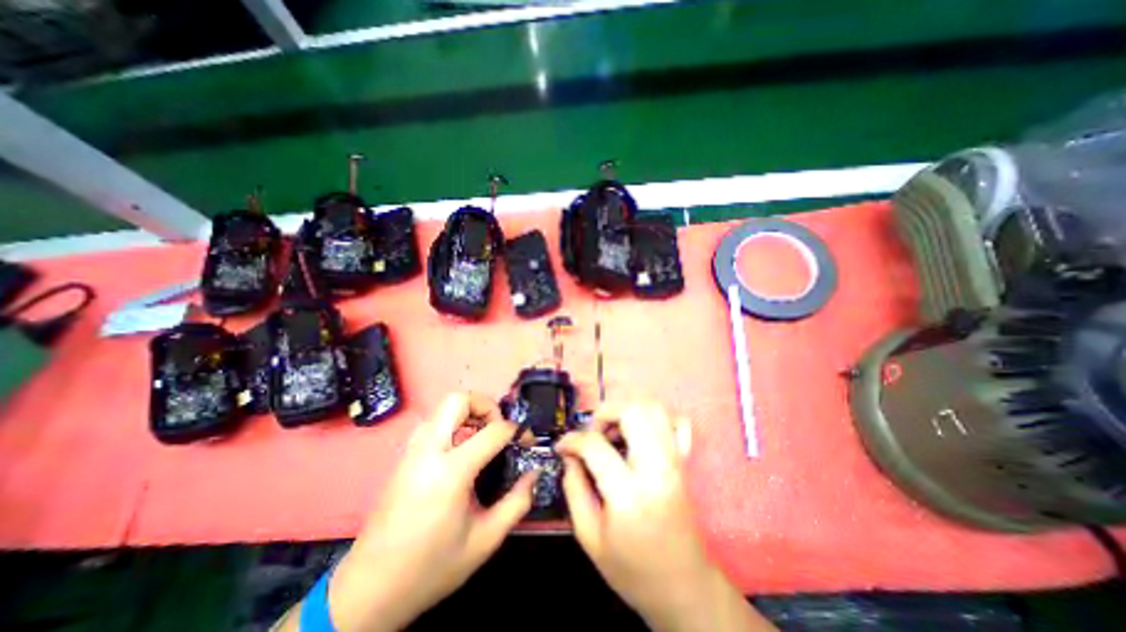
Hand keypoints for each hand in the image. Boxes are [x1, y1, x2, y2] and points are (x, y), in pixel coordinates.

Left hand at [312, 392, 535, 628]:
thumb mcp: (485, 541)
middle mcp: (428, 451)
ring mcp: (412, 451)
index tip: (525, 440)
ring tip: (481, 436)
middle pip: (458, 400)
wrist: (369, 590)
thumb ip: (517, 503)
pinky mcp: (404, 457)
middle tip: (498, 427)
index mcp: (450, 472)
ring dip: (467, 413)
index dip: (516, 430)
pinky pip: (432, 423)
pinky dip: (452, 424)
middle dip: (486, 405)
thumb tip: (534, 473)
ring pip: (442, 407)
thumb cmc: (431, 566)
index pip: (492, 430)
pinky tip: (460, 450)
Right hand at [560, 402, 779, 629]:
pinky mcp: (684, 461)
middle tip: (592, 433)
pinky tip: (640, 434)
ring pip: (654, 409)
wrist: (684, 587)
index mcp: (630, 494)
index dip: (572, 440)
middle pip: (632, 412)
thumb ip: (574, 488)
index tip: (563, 447)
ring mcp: (675, 462)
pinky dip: (655, 418)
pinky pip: (677, 422)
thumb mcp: (590, 537)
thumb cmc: (633, 568)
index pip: (595, 445)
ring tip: (613, 432)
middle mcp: (657, 469)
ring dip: (627, 411)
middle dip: (604, 413)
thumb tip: (570, 456)